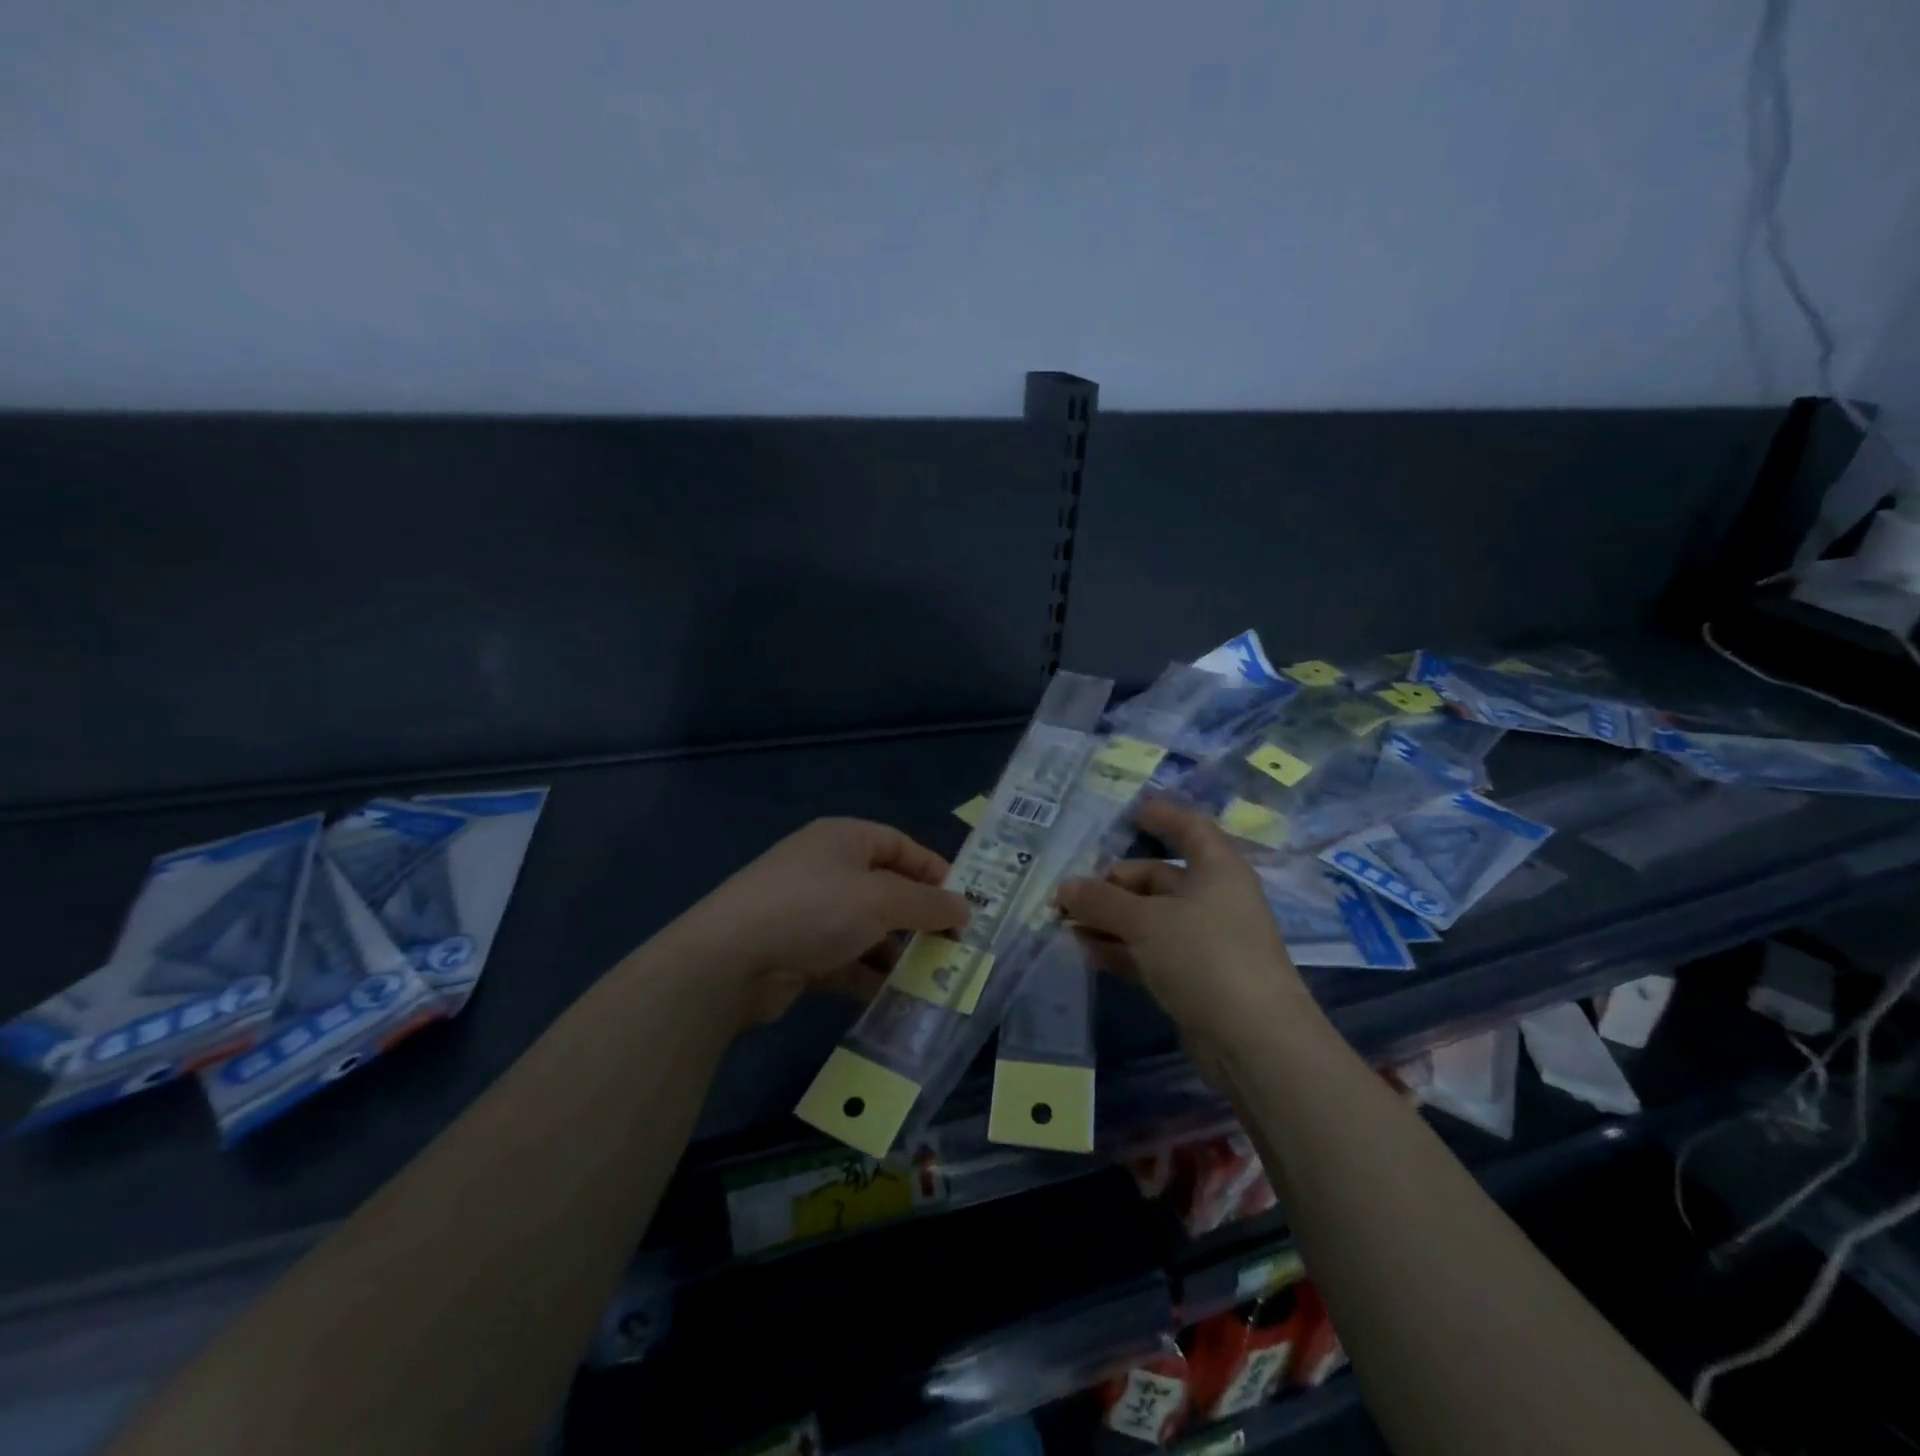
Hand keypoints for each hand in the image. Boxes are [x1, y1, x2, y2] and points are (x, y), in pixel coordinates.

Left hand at [671, 818, 969, 1027]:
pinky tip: (898, 1000)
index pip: (901, 846)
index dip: (935, 871)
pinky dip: (871, 976)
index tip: (965, 902)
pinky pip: (848, 960)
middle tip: (957, 946)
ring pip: (869, 929)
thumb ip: (927, 904)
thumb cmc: (814, 909)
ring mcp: (811, 912)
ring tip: (935, 978)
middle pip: (887, 889)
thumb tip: (964, 908)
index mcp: (844, 839)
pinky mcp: (800, 953)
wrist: (730, 962)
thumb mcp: (881, 900)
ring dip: (899, 952)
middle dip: (920, 918)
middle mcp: (828, 870)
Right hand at [1055, 799, 1307, 1045]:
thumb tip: (1065, 888)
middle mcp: (1213, 899)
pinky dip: (1121, 948)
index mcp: (1217, 870)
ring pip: (1149, 918)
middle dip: (1112, 884)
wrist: (1254, 1041)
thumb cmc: (1205, 956)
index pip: (1190, 828)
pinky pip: (1151, 951)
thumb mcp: (1146, 921)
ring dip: (1110, 918)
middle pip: (1157, 878)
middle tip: (1070, 895)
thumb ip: (1101, 901)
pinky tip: (1088, 951)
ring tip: (1067, 924)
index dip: (1162, 816)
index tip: (1130, 812)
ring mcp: (1205, 941)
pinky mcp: (1195, 977)